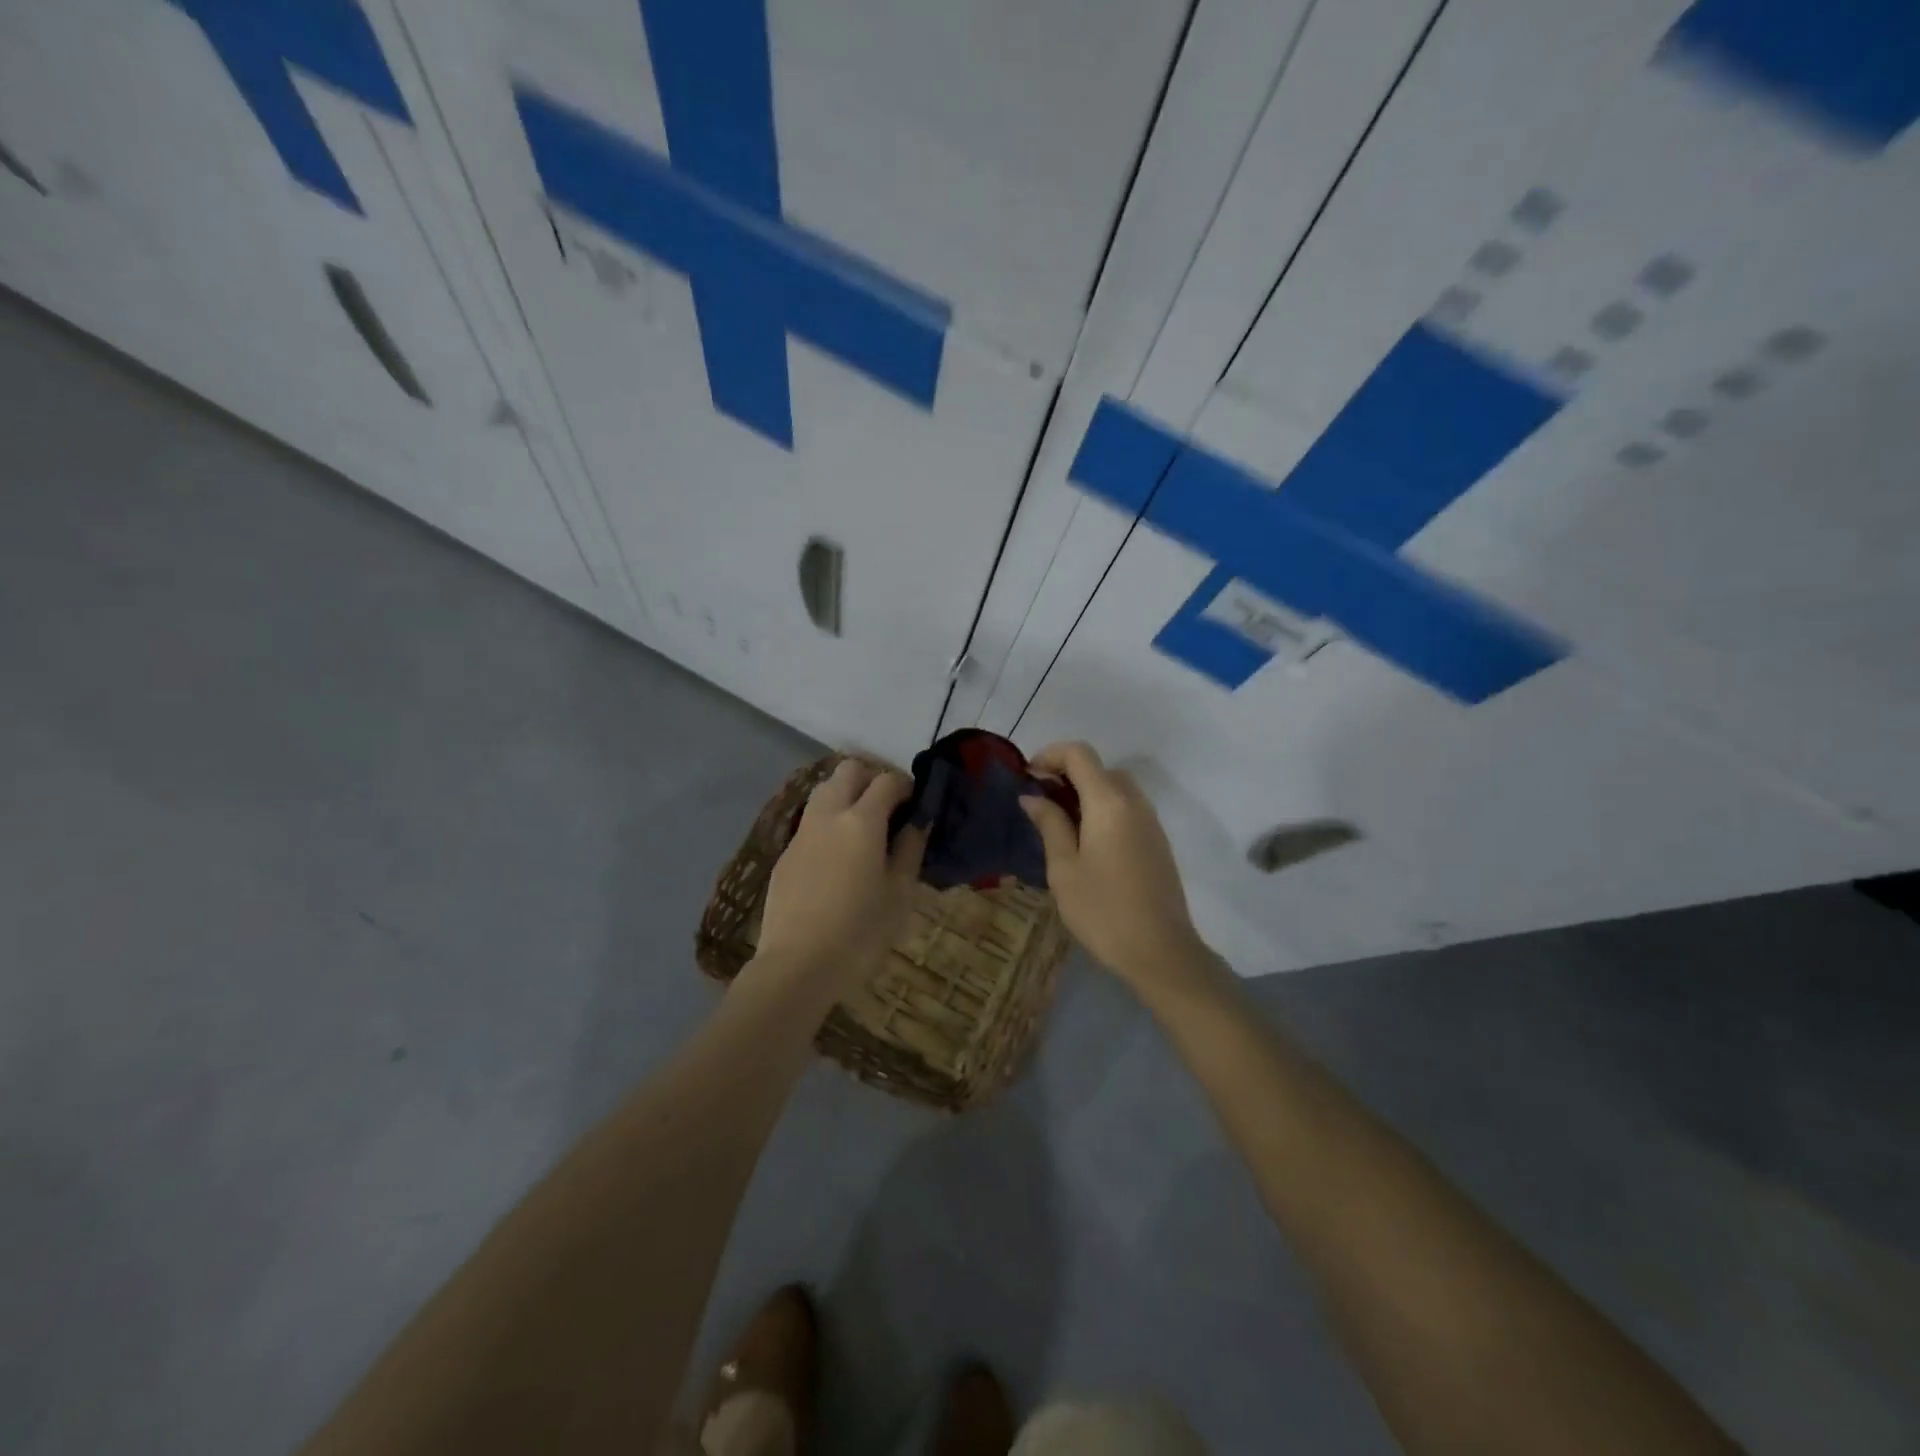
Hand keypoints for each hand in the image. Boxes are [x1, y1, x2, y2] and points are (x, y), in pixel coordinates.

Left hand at [749, 759, 926, 1006]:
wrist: (797, 966)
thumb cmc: (860, 933)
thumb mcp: (899, 893)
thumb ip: (910, 849)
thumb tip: (917, 821)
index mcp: (861, 821)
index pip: (886, 781)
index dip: (906, 785)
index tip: (916, 803)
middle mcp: (828, 816)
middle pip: (848, 770)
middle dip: (871, 778)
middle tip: (889, 807)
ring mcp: (801, 833)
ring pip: (823, 791)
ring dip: (846, 794)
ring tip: (863, 827)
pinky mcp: (785, 855)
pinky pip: (811, 821)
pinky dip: (829, 821)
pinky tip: (838, 856)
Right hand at [1020, 742, 1215, 997]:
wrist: (1160, 951)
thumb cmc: (1102, 910)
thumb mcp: (1064, 868)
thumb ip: (1049, 824)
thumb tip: (1033, 796)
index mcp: (1108, 802)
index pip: (1080, 754)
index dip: (1050, 755)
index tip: (1028, 777)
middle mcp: (1134, 802)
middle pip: (1099, 767)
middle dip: (1067, 773)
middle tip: (1040, 801)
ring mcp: (1151, 822)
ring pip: (1116, 787)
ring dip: (1086, 791)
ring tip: (1060, 821)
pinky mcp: (1158, 841)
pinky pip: (1128, 808)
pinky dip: (1104, 808)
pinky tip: (1087, 840)